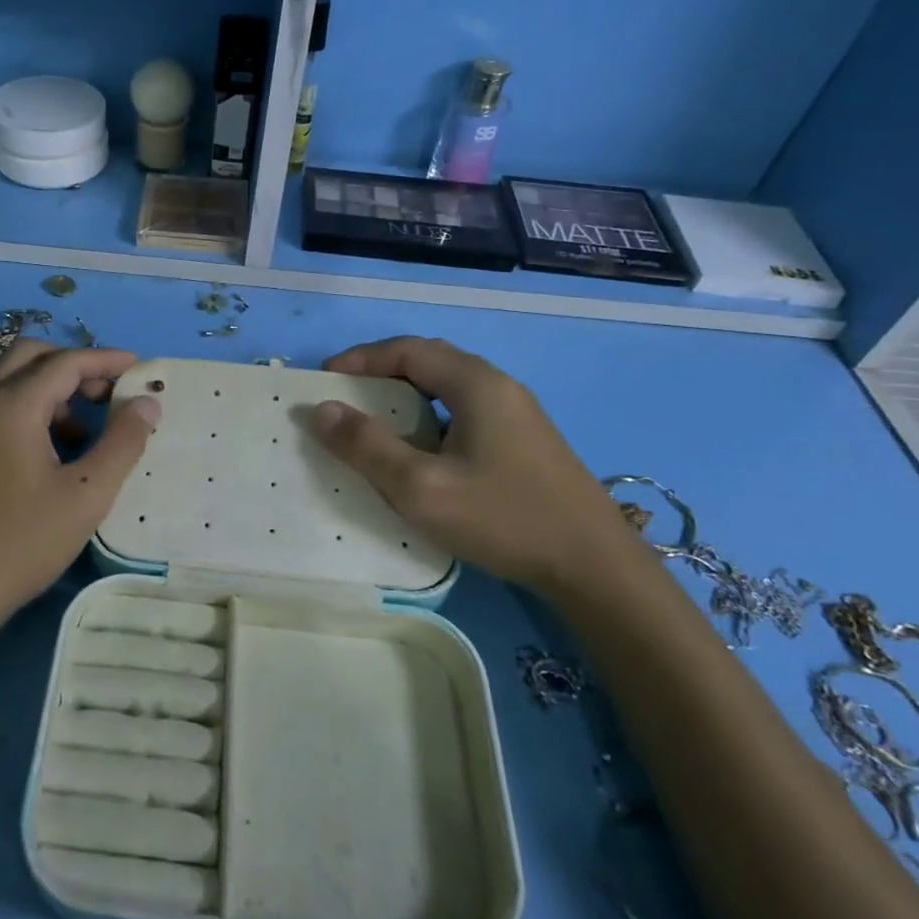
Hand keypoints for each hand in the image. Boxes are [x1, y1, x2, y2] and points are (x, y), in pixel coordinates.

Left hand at [0, 340, 160, 639]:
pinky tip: (49, 455)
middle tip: (107, 394)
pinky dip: (27, 409)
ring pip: (9, 381)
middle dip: (73, 365)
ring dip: (50, 389)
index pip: (66, 361)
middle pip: (30, 356)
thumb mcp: (86, 495)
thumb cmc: (20, 542)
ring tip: (84, 432)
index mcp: (12, 405)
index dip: (106, 359)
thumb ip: (122, 442)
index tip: (139, 368)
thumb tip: (147, 403)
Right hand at [312, 336, 646, 596]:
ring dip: (408, 394)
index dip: (362, 359)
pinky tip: (423, 449)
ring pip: (450, 386)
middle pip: (431, 360)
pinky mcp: (526, 441)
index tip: (325, 380)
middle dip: (382, 371)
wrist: (596, 568)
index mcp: (477, 384)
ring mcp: (518, 414)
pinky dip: (431, 415)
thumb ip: (367, 446)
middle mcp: (500, 387)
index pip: (408, 350)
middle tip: (347, 395)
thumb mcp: (422, 488)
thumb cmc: (503, 519)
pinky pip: (466, 410)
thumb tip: (322, 410)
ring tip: (376, 420)